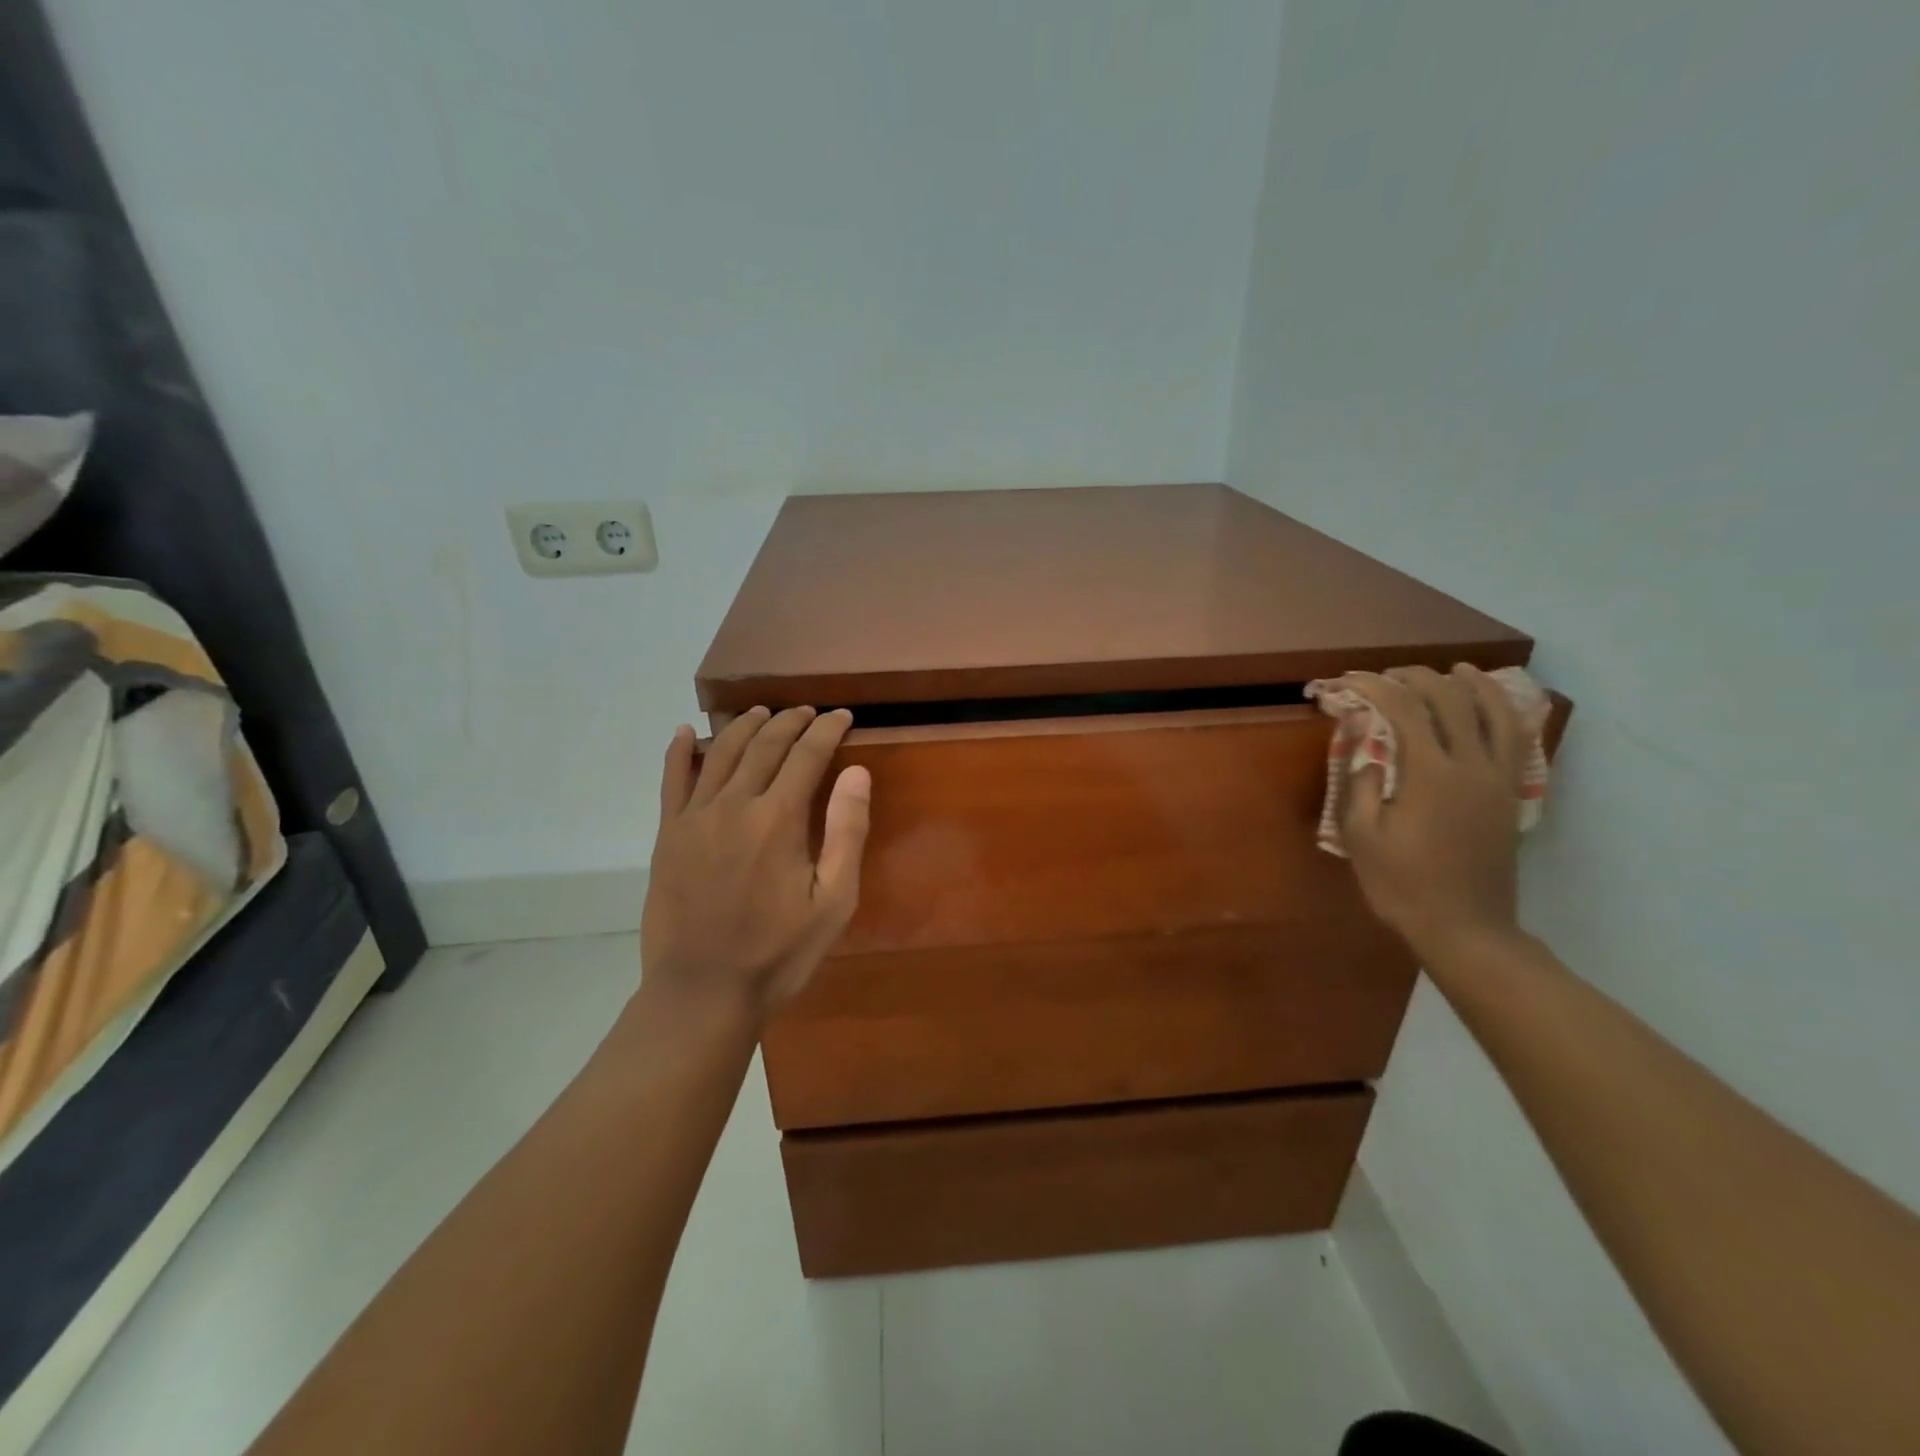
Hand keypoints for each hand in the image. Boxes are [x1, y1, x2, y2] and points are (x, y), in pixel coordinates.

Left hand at [639, 706, 870, 1026]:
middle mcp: (734, 804)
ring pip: (721, 752)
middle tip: (809, 712)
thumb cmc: (779, 952)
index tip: (842, 716)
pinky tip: (683, 732)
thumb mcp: (834, 901)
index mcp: (778, 819)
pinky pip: (671, 780)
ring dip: (745, 726)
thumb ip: (847, 832)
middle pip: (765, 744)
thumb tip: (856, 772)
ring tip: (763, 712)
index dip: (827, 729)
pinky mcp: (667, 835)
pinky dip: (679, 751)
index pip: (807, 754)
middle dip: (791, 721)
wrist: (703, 992)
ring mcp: (694, 817)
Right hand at [1339, 665, 1527, 967]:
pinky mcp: (1510, 796)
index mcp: (1430, 775)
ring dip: (1473, 685)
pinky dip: (1505, 714)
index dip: (1375, 688)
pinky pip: (1516, 741)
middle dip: (1417, 678)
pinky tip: (1493, 708)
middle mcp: (1471, 767)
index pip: (1404, 710)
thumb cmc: (1402, 885)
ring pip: (1495, 714)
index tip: (1349, 681)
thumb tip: (1365, 745)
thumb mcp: (1362, 837)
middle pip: (1451, 701)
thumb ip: (1361, 784)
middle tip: (1387, 675)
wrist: (1465, 928)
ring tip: (1456, 669)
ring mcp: (1498, 780)